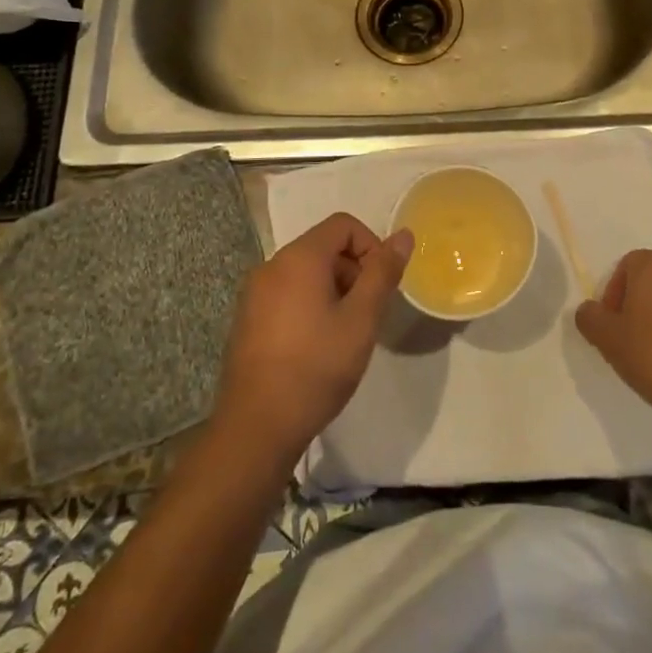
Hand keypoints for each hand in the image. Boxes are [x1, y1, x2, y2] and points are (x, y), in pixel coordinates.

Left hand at [215, 213, 412, 465]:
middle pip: (324, 247)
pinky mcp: (248, 319)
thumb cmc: (316, 368)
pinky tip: (317, 346)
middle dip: (354, 270)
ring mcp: (254, 293)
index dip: (371, 246)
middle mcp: (271, 265)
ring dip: (334, 290)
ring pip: (306, 272)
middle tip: (367, 314)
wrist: (256, 427)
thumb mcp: (361, 319)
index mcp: (299, 258)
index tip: (381, 285)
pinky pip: (287, 293)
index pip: (343, 225)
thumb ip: (383, 273)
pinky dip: (310, 305)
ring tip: (345, 334)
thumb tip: (404, 235)